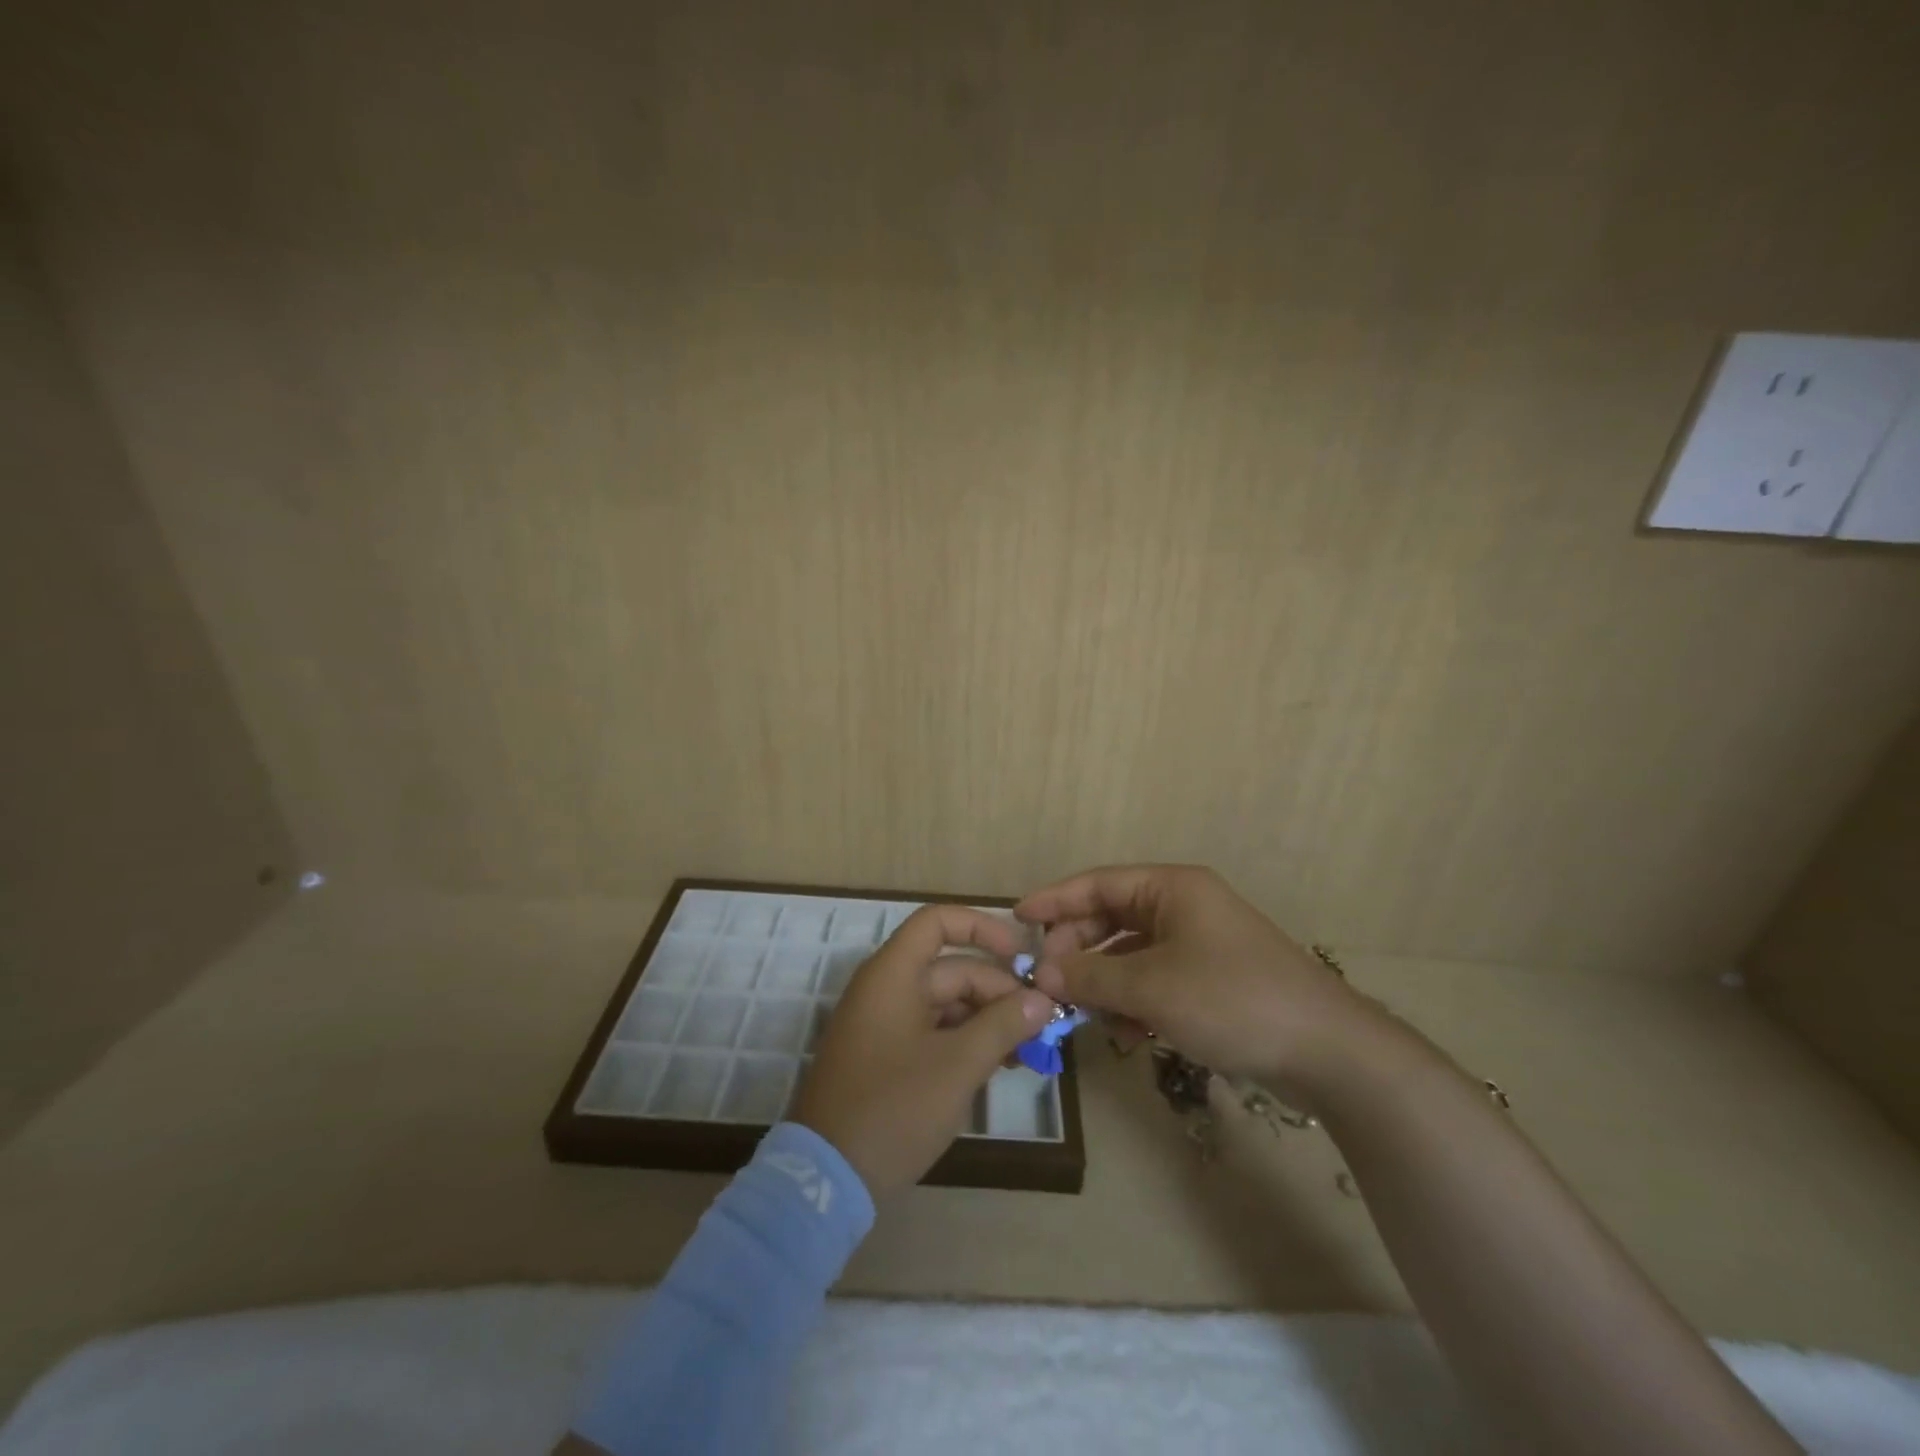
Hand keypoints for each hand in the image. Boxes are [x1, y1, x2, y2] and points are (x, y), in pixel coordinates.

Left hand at [790, 905, 1053, 1198]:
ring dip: (987, 1019)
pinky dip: (966, 1041)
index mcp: (894, 974)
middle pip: (952, 968)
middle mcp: (886, 988)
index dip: (982, 927)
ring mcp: (884, 1024)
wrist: (827, 1180)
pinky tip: (998, 1064)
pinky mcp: (886, 1057)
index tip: (1021, 955)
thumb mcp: (958, 1065)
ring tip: (1027, 1050)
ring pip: (947, 1003)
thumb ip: (1003, 1025)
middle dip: (999, 991)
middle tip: (1041, 1023)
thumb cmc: (894, 1107)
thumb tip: (1041, 1000)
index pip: (938, 921)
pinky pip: (933, 1031)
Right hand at [1017, 865, 1390, 1103]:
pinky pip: (1154, 978)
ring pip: (1130, 953)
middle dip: (1078, 949)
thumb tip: (1041, 971)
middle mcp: (1183, 906)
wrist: (1327, 1050)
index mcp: (1171, 888)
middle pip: (1111, 917)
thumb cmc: (1231, 999)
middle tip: (1047, 981)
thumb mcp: (1151, 987)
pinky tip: (1126, 1032)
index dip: (1054, 900)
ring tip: (1082, 1013)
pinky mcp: (1210, 978)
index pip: (1097, 883)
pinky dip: (1133, 999)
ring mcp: (1199, 942)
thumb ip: (1090, 975)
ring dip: (1103, 980)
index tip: (1016, 919)